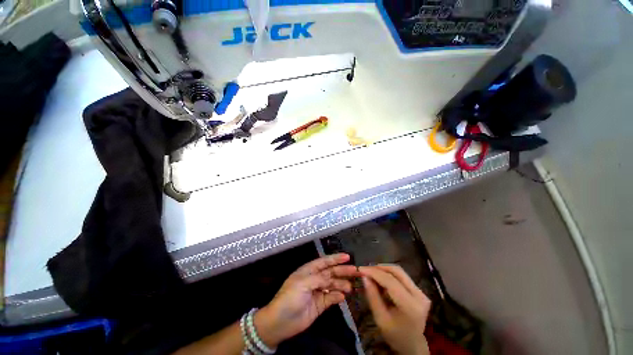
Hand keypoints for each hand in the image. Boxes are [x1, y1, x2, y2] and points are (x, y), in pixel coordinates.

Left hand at [255, 253, 359, 347]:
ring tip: (350, 287)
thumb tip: (332, 277)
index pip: (324, 262)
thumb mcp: (303, 284)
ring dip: (342, 284)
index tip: (347, 257)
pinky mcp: (320, 304)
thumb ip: (319, 279)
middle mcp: (315, 279)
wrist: (280, 323)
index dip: (335, 258)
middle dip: (343, 271)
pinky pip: (331, 298)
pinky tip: (343, 297)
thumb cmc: (289, 298)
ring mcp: (318, 291)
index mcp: (309, 271)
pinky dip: (337, 296)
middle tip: (355, 271)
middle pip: (331, 272)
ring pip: (333, 285)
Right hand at [360, 265, 430, 354]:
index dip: (374, 272)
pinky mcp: (419, 290)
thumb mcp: (380, 319)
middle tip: (365, 269)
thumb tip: (364, 276)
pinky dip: (389, 275)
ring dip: (383, 269)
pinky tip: (380, 279)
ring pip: (399, 272)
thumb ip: (373, 296)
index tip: (360, 269)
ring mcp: (421, 292)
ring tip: (371, 273)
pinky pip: (401, 276)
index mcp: (410, 306)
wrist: (413, 345)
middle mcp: (419, 296)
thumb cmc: (395, 335)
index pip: (391, 281)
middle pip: (397, 272)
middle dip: (379, 268)